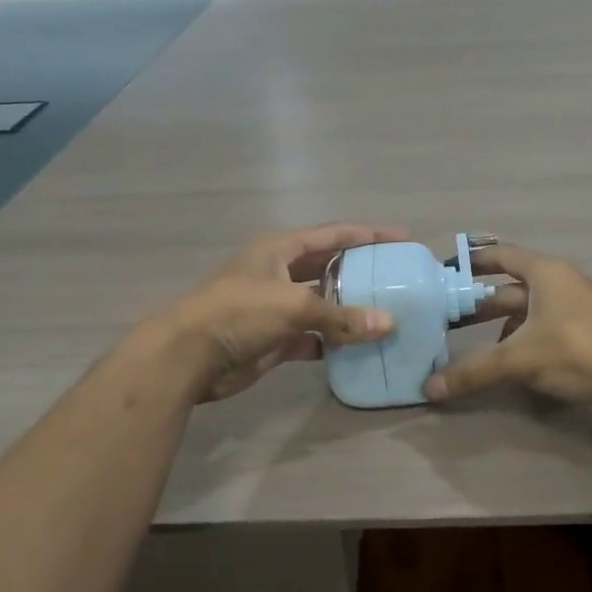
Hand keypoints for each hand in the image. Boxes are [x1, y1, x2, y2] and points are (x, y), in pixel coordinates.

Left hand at [152, 223, 405, 401]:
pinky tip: (359, 347)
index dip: (368, 234)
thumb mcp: (293, 305)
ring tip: (388, 313)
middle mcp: (278, 273)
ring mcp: (275, 307)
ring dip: (350, 310)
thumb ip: (342, 316)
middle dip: (362, 272)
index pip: (333, 234)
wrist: (188, 356)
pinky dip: (333, 341)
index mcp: (280, 249)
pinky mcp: (272, 339)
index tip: (403, 238)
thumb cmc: (239, 312)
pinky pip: (312, 336)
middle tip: (398, 277)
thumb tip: (388, 324)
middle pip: (329, 267)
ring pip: (322, 305)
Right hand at [425, 244, 591, 418]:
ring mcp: (574, 307)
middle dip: (479, 303)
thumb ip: (474, 371)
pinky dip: (521, 339)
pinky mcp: (583, 332)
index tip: (443, 272)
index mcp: (545, 272)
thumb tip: (430, 388)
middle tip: (446, 318)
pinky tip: (507, 360)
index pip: (500, 255)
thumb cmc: (576, 352)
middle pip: (510, 287)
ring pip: (526, 310)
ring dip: (499, 325)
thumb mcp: (519, 359)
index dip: (471, 261)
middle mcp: (560, 282)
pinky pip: (541, 327)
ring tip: (471, 344)